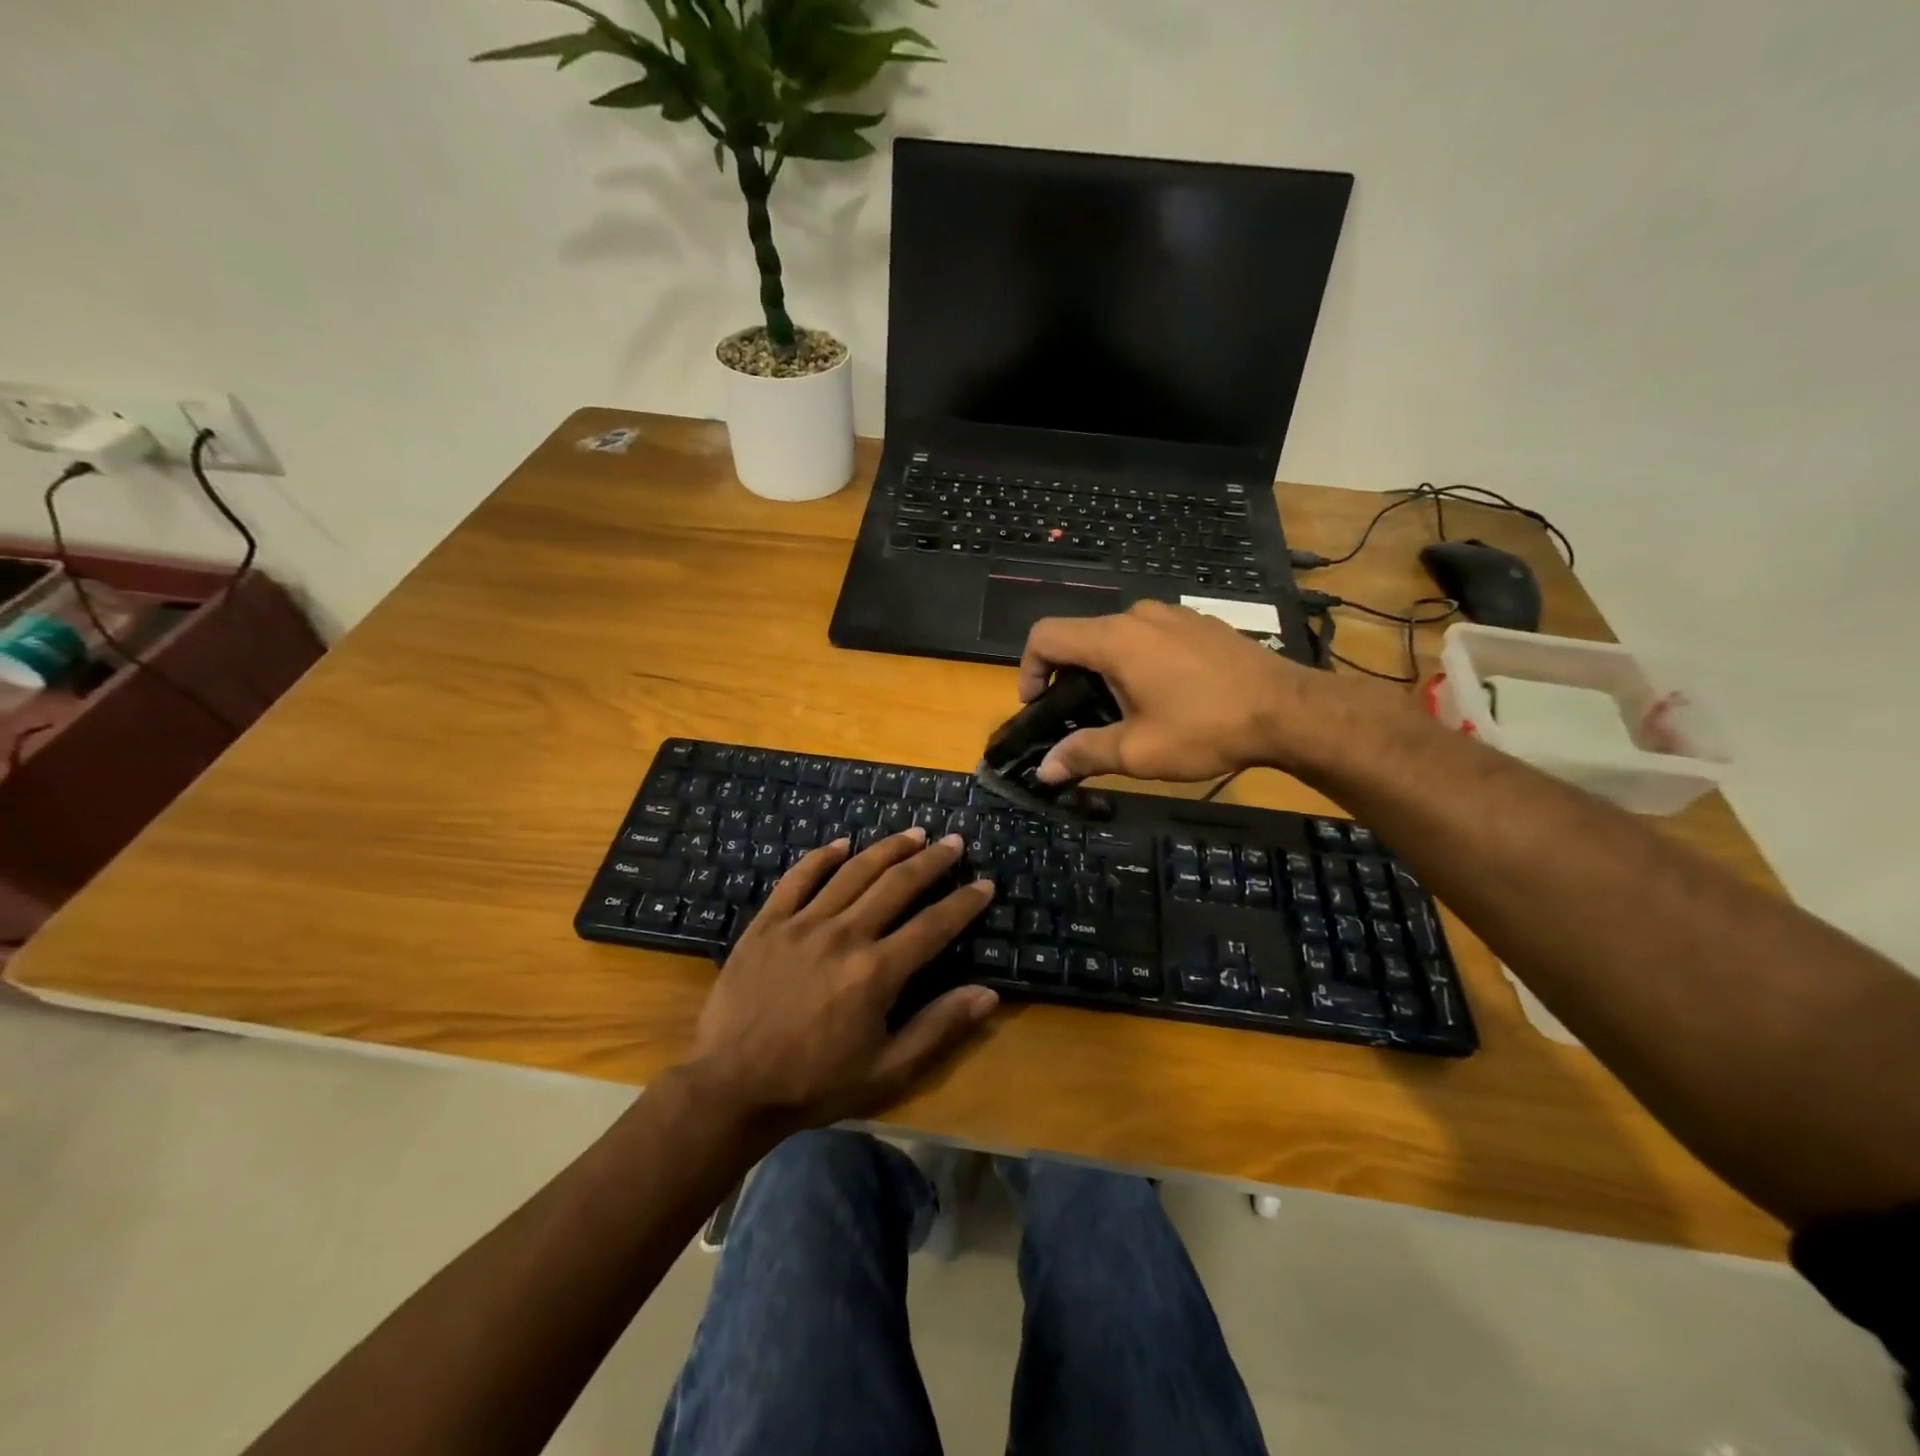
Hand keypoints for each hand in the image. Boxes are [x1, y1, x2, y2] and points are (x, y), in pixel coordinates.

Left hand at [684, 829, 997, 1130]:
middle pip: (897, 885)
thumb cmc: (814, 1084)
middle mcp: (844, 935)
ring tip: (913, 833)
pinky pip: (798, 878)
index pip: (933, 926)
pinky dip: (821, 857)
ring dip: (887, 848)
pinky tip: (842, 843)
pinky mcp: (768, 923)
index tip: (984, 883)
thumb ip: (937, 1028)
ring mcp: (803, 924)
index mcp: (876, 972)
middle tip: (953, 842)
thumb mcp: (886, 1071)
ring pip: (853, 872)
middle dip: (931, 861)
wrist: (731, 1088)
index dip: (964, 903)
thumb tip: (988, 994)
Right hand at [1017, 601, 1377, 784]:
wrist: (1289, 710)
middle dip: (1070, 676)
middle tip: (1083, 718)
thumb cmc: (1206, 729)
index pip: (1045, 636)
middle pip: (1081, 637)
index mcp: (1114, 639)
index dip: (1028, 669)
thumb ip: (1084, 754)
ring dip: (1107, 669)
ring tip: (1126, 710)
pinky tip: (1166, 695)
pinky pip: (1151, 636)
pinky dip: (1140, 660)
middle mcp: (1138, 616)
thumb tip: (1045, 770)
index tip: (1037, 705)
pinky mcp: (1200, 623)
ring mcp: (1173, 615)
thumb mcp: (1138, 752)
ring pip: (1118, 636)